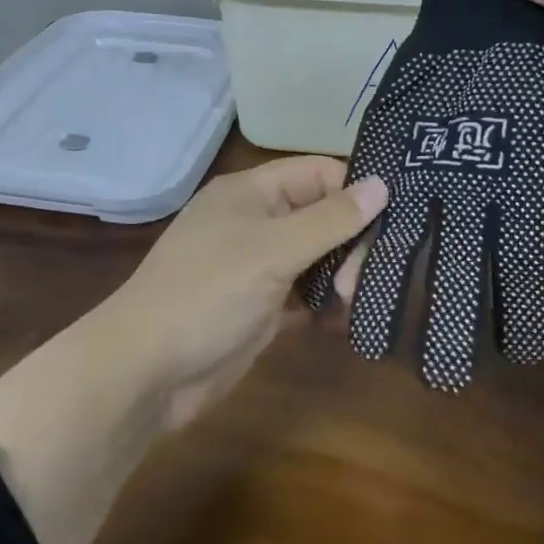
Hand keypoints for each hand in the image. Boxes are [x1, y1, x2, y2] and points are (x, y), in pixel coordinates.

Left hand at [93, 157, 387, 426]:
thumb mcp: (273, 249)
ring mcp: (257, 266)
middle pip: (322, 216)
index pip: (319, 173)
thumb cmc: (208, 293)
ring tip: (357, 300)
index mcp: (252, 192)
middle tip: (365, 278)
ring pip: (316, 257)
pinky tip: (345, 319)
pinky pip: (304, 295)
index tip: (395, 220)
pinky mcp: (261, 307)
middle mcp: (256, 222)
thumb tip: (383, 184)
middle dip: (352, 242)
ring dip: (343, 274)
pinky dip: (325, 304)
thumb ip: (331, 219)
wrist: (147, 370)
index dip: (355, 190)